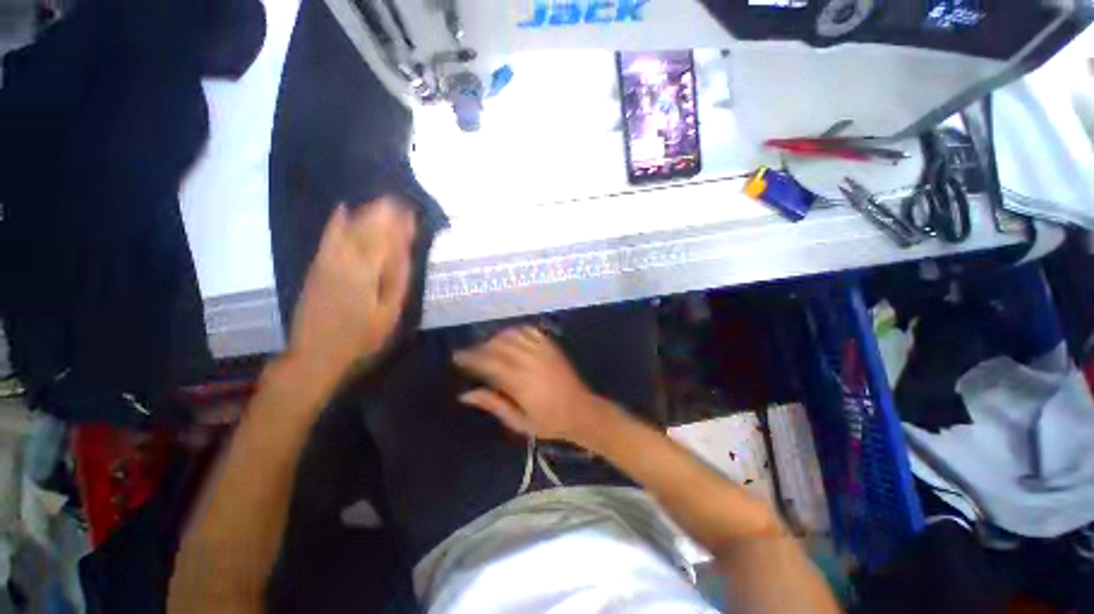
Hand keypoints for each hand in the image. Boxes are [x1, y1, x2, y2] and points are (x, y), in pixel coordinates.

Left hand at [288, 198, 415, 381]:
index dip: (398, 223)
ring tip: (380, 201)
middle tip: (399, 200)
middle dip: (383, 212)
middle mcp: (344, 259)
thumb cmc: (362, 336)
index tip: (411, 209)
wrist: (317, 352)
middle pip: (366, 228)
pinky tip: (343, 209)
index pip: (385, 238)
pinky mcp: (317, 265)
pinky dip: (336, 221)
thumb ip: (397, 279)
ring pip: (348, 228)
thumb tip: (404, 251)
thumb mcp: (389, 312)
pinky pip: (327, 236)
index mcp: (366, 271)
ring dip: (365, 212)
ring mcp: (327, 261)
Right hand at [453, 327, 622, 448]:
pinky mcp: (551, 346)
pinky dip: (515, 330)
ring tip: (486, 346)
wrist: (581, 411)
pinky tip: (508, 336)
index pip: (489, 363)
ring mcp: (543, 351)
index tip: (457, 357)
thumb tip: (465, 394)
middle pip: (498, 346)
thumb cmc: (549, 422)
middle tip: (469, 354)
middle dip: (479, 347)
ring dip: (495, 338)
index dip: (471, 357)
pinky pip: (530, 331)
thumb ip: (493, 404)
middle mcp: (530, 361)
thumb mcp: (518, 421)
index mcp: (520, 382)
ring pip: (512, 336)